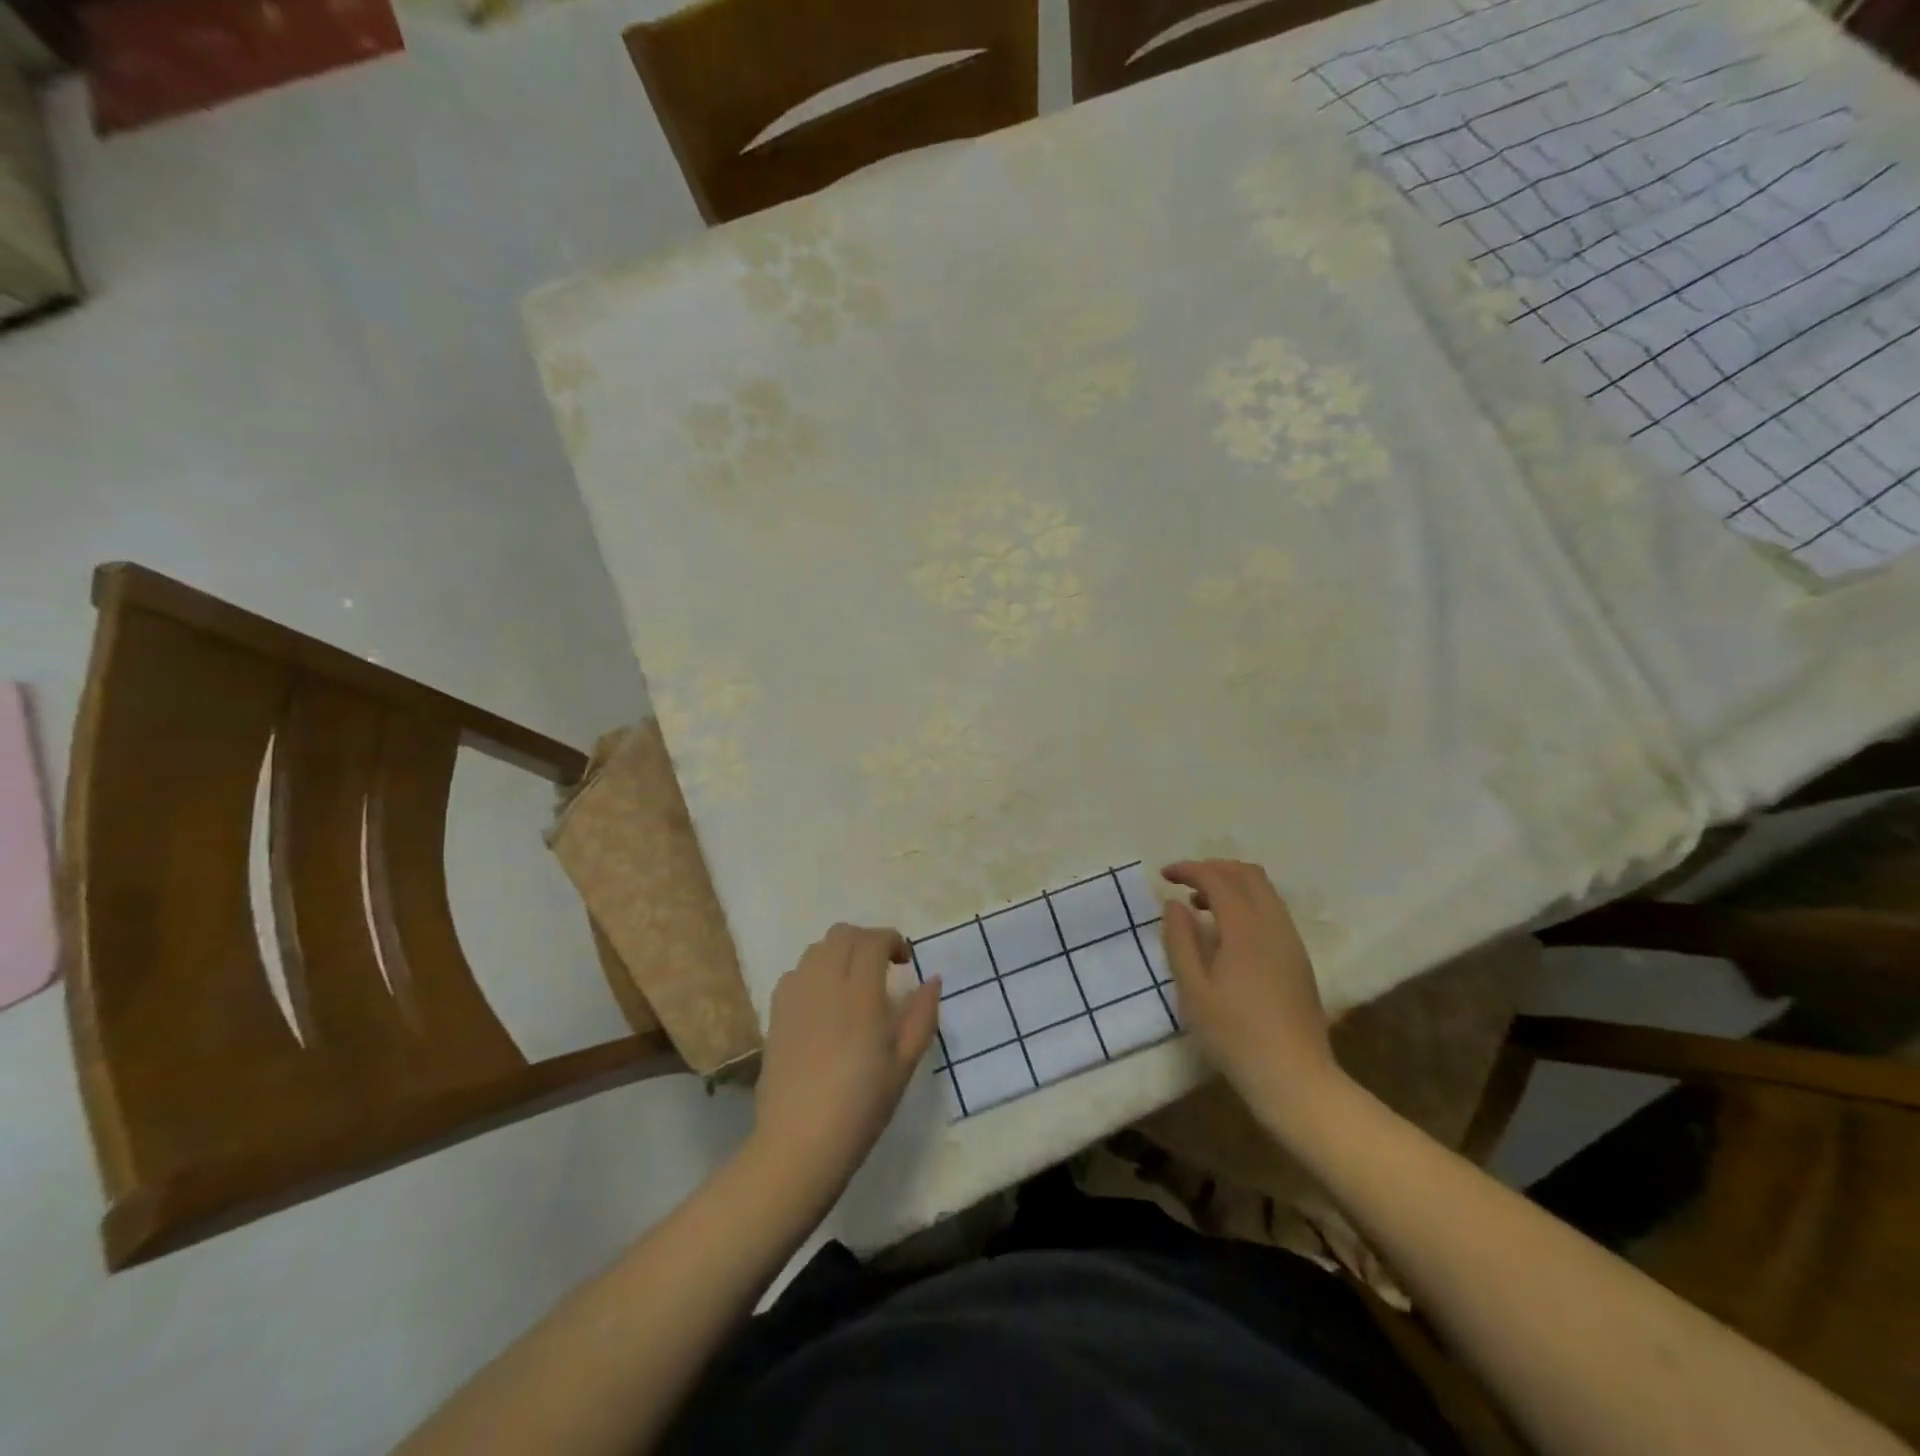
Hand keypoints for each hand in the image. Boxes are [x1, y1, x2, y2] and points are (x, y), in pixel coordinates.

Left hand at [751, 923, 941, 1201]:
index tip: (905, 962)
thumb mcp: (904, 1063)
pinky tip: (824, 1001)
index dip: (892, 940)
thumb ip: (921, 1015)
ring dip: (840, 953)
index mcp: (861, 993)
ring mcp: (795, 995)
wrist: (800, 1143)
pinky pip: (796, 972)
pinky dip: (814, 971)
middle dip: (866, 940)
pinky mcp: (775, 1013)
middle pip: (842, 934)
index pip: (873, 940)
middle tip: (883, 967)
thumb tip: (932, 979)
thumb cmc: (861, 1106)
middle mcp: (825, 983)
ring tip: (853, 982)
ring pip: (817, 948)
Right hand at [1160, 860, 1343, 1124]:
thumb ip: (1180, 940)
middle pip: (1247, 874)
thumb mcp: (1193, 990)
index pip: (1218, 878)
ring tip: (1201, 907)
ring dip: (1231, 885)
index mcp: (1246, 927)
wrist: (1294, 1078)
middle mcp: (1274, 924)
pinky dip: (1246, 903)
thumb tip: (1174, 904)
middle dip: (1213, 869)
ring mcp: (1291, 941)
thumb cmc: (1235, 1035)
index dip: (1190, 870)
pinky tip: (1227, 933)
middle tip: (1184, 884)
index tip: (1164, 875)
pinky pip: (1272, 911)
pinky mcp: (1298, 958)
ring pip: (1264, 891)